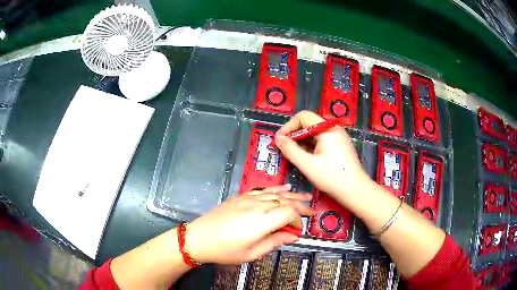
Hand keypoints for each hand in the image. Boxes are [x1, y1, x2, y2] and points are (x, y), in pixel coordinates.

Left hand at [185, 185, 313, 264]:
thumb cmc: (225, 250)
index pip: (289, 212)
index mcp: (262, 221)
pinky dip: (275, 189)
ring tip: (305, 195)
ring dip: (292, 194)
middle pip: (285, 200)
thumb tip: (293, 236)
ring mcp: (248, 199)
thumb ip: (275, 241)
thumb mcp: (252, 253)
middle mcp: (257, 205)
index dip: (298, 219)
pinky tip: (284, 188)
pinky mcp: (240, 196)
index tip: (299, 230)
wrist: (199, 238)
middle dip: (300, 205)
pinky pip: (262, 189)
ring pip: (276, 193)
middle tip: (312, 209)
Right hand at [275, 111, 369, 200]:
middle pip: (309, 123)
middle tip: (284, 149)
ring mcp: (338, 136)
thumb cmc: (332, 177)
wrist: (355, 190)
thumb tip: (278, 139)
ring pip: (315, 132)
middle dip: (294, 134)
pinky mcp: (340, 144)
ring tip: (294, 155)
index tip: (279, 140)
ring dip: (302, 141)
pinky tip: (307, 158)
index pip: (303, 117)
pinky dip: (311, 145)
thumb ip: (290, 150)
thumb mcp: (307, 165)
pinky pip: (322, 139)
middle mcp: (333, 128)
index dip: (288, 126)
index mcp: (327, 129)